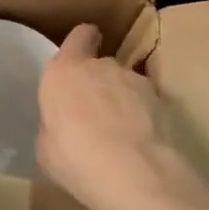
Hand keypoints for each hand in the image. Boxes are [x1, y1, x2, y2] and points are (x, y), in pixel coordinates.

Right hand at [37, 24, 199, 209]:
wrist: (132, 173)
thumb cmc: (74, 158)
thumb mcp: (47, 146)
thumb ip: (54, 124)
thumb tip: (64, 125)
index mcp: (63, 72)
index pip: (79, 36)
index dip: (82, 43)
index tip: (82, 54)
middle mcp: (99, 66)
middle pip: (100, 64)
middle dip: (99, 83)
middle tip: (95, 114)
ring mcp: (133, 80)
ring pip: (126, 82)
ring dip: (123, 99)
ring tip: (122, 132)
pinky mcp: (161, 100)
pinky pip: (147, 101)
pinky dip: (144, 114)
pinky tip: (142, 139)